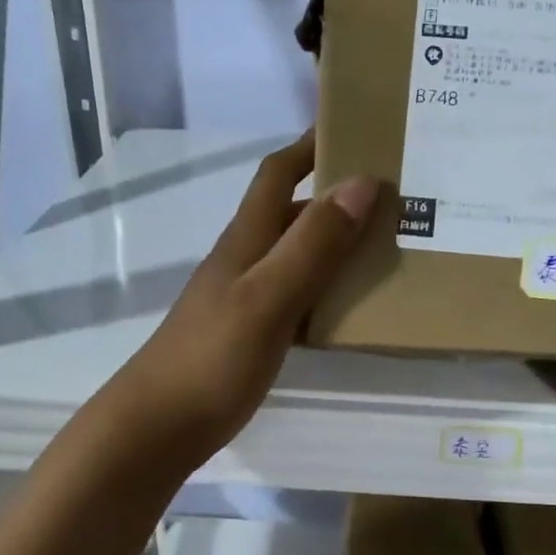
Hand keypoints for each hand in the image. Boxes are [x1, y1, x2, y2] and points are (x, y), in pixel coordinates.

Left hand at [110, 131, 377, 467]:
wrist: (158, 427)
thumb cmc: (211, 359)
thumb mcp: (267, 298)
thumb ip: (312, 246)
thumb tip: (362, 183)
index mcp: (246, 241)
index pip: (277, 174)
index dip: (310, 145)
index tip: (357, 127)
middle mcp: (245, 261)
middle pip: (293, 214)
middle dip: (337, 196)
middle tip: (397, 196)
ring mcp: (246, 299)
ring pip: (298, 257)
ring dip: (337, 245)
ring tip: (391, 247)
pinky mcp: (251, 334)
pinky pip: (298, 298)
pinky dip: (328, 291)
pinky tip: (356, 309)